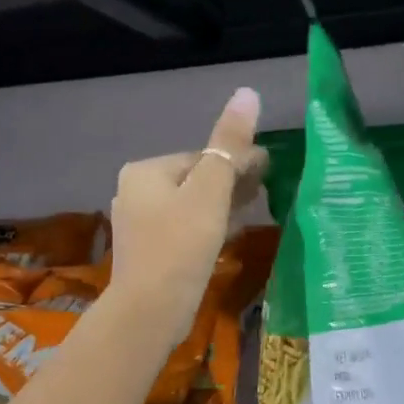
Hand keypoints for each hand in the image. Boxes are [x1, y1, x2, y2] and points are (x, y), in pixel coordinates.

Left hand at [108, 88, 266, 333]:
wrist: (149, 311)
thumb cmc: (181, 246)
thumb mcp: (210, 192)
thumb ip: (229, 144)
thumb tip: (248, 93)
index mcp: (145, 171)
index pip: (201, 157)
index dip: (237, 161)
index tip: (269, 169)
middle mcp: (134, 192)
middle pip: (194, 180)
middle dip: (230, 182)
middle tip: (266, 189)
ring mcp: (138, 225)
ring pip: (190, 206)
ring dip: (221, 205)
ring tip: (254, 209)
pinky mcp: (148, 253)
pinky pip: (183, 230)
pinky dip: (206, 227)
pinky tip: (228, 234)